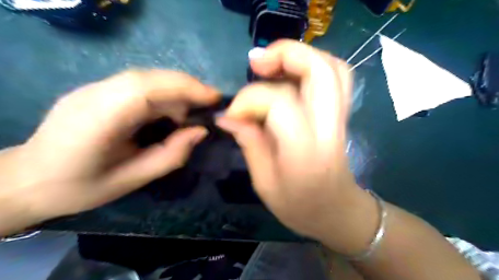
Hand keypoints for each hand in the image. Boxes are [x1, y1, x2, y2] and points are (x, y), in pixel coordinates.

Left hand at [0, 70, 217, 229]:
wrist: (30, 179)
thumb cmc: (81, 187)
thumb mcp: (133, 179)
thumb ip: (171, 155)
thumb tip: (201, 131)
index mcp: (98, 121)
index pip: (145, 89)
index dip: (184, 87)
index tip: (214, 97)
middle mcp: (93, 95)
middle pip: (148, 78)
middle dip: (186, 86)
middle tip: (210, 103)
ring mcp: (93, 89)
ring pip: (146, 78)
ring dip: (176, 91)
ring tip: (192, 112)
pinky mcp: (99, 90)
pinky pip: (139, 85)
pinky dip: (163, 94)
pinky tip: (170, 111)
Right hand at [217, 41, 376, 252]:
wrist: (337, 212)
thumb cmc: (299, 207)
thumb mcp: (264, 184)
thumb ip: (249, 144)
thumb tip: (227, 116)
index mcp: (305, 151)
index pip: (279, 103)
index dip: (250, 100)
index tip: (233, 114)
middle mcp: (328, 127)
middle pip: (319, 69)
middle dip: (285, 54)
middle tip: (256, 63)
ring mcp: (340, 117)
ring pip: (331, 66)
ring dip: (300, 55)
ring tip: (270, 65)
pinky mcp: (341, 114)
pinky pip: (336, 76)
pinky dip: (312, 65)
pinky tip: (290, 75)